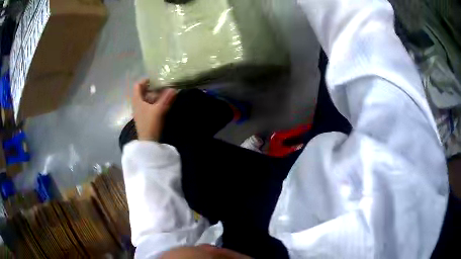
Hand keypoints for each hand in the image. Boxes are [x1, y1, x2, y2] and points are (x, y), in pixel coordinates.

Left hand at [132, 79, 176, 141]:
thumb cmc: (150, 124)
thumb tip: (173, 89)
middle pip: (142, 92)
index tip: (155, 80)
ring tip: (164, 95)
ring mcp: (140, 111)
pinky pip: (148, 106)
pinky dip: (154, 103)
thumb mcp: (158, 110)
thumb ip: (166, 99)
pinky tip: (162, 105)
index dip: (145, 81)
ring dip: (154, 96)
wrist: (148, 142)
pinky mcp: (144, 117)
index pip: (137, 85)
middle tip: (162, 87)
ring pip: (146, 99)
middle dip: (152, 88)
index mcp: (137, 100)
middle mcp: (137, 104)